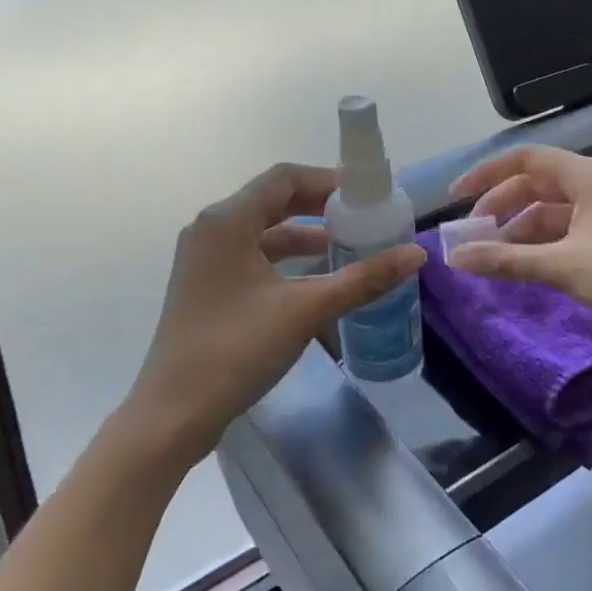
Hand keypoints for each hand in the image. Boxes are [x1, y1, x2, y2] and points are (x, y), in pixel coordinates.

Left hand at [124, 162, 425, 467]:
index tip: (365, 196)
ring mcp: (203, 259)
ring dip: (303, 234)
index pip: (284, 178)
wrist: (174, 412)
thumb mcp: (306, 310)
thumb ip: (363, 279)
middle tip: (361, 218)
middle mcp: (210, 229)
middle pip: (272, 200)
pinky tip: (313, 279)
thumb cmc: (236, 349)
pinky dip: (283, 260)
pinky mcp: (204, 286)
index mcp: (227, 220)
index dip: (327, 181)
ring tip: (346, 247)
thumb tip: (417, 255)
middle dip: (318, 207)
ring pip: (261, 231)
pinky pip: (250, 256)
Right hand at [448, 145, 591, 359]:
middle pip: (537, 183)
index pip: (526, 159)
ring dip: (520, 228)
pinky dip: (542, 242)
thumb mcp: (560, 266)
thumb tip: (455, 258)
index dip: (487, 174)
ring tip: (493, 255)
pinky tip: (524, 264)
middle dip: (501, 205)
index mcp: (589, 175)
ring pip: (552, 209)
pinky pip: (568, 229)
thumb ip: (505, 260)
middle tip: (473, 234)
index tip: (458, 197)